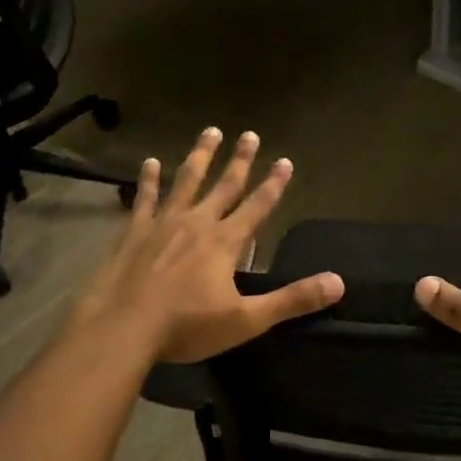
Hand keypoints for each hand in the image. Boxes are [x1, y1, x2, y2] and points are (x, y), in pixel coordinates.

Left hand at [74, 127, 343, 363]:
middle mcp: (197, 222)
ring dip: (200, 156)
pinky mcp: (134, 232)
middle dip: (240, 160)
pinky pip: (145, 198)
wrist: (122, 328)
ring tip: (210, 132)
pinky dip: (149, 180)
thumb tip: (338, 283)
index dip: (274, 184)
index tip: (285, 160)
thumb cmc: (186, 326)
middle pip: (224, 185)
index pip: (258, 206)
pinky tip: (150, 162)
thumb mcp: (247, 319)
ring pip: (186, 181)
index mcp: (225, 242)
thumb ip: (292, 300)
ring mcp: (163, 223)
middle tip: (250, 134)